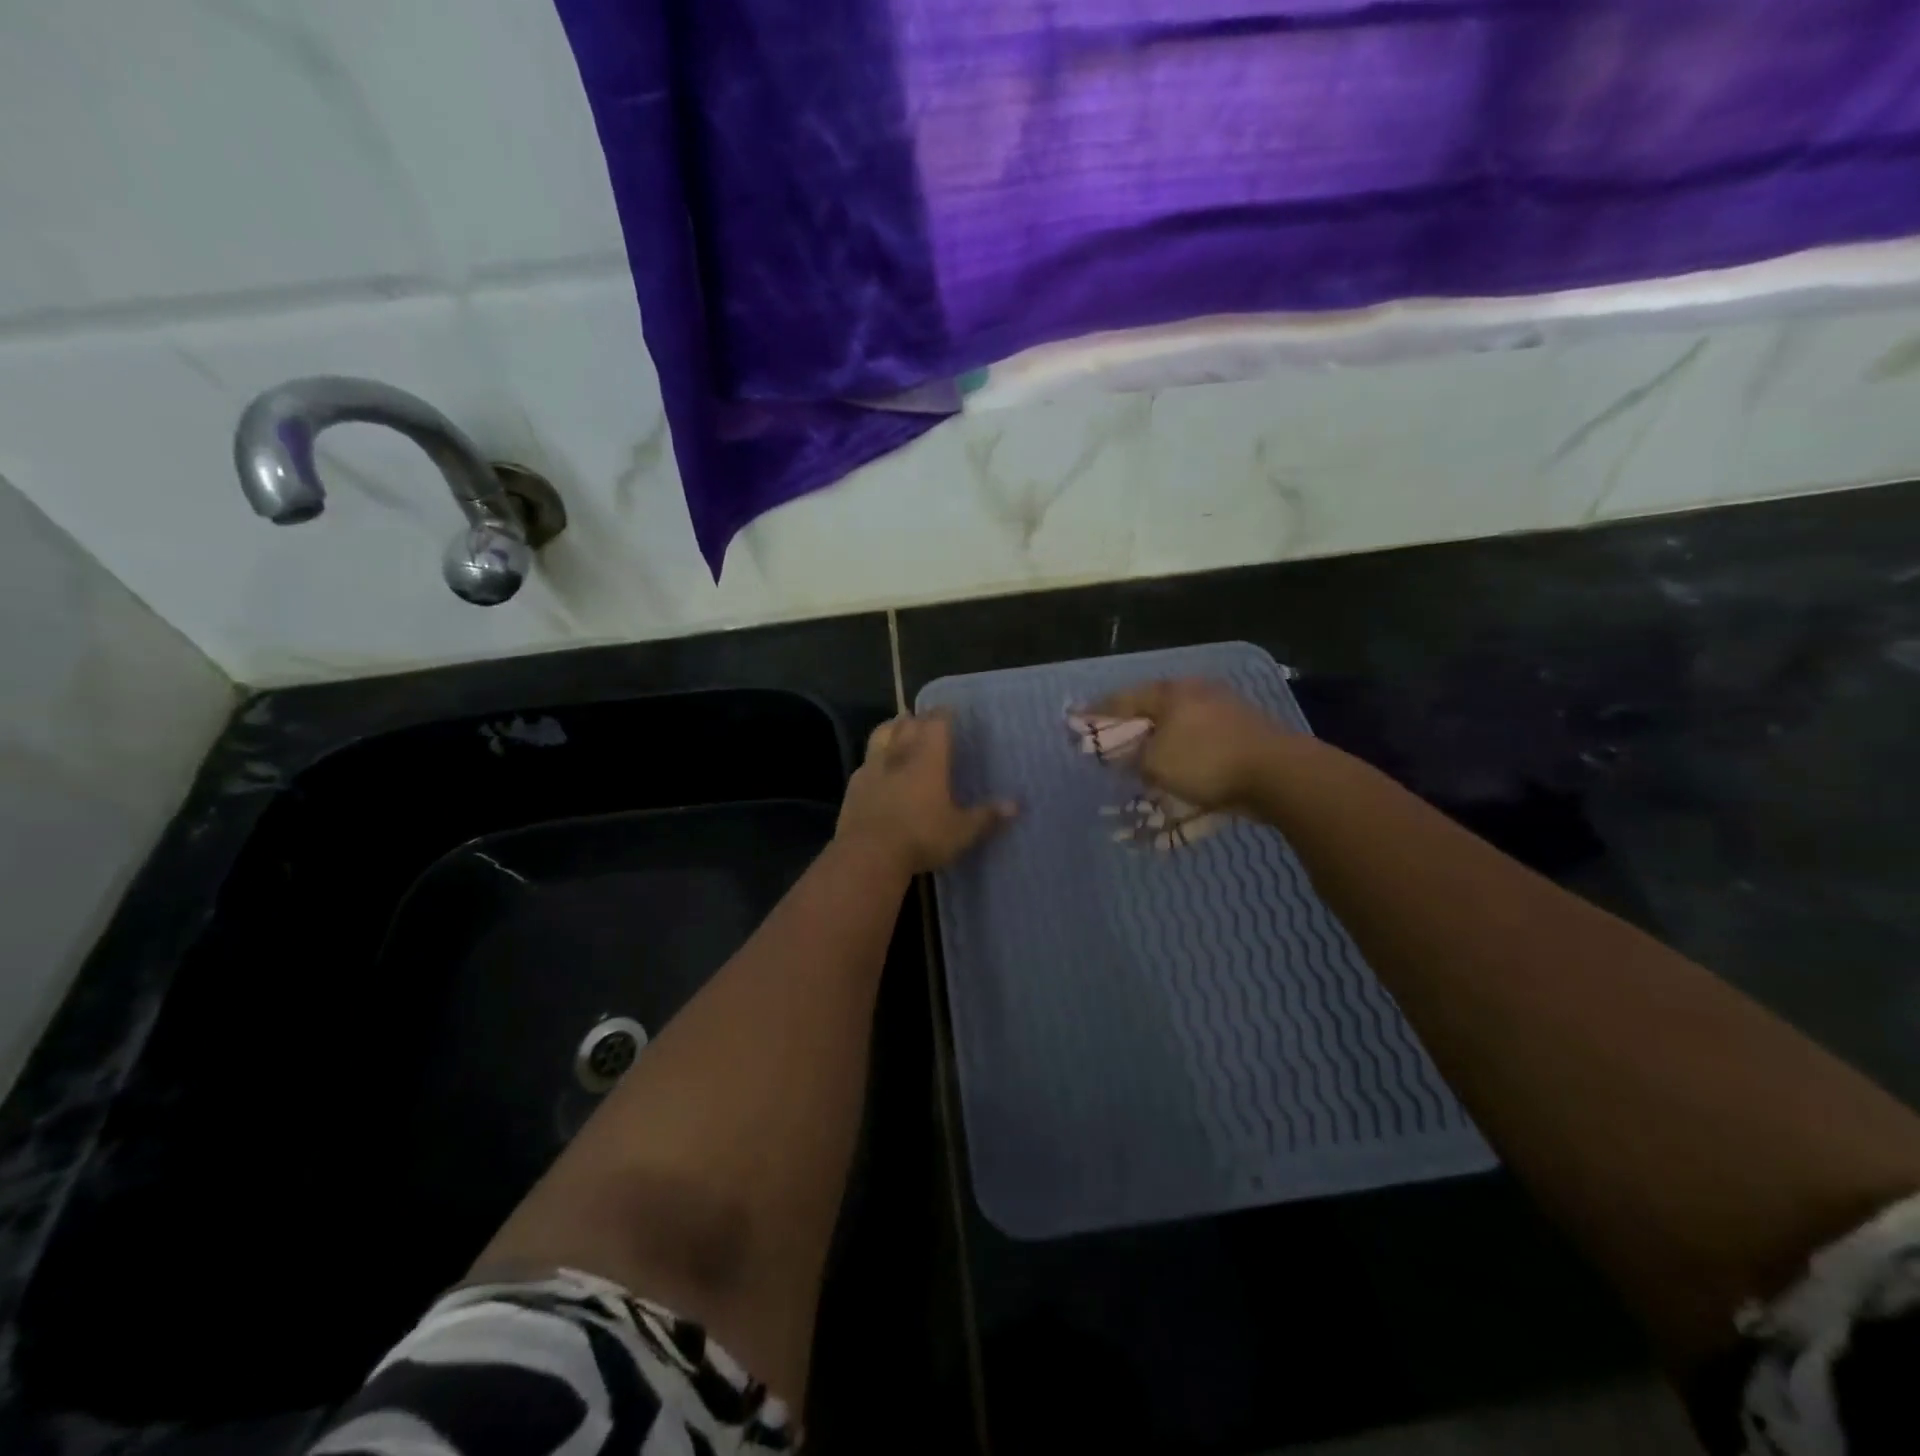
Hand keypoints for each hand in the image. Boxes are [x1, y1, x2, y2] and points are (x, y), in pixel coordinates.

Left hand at [836, 710, 1014, 873]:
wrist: (868, 854)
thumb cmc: (921, 836)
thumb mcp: (961, 831)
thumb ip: (987, 817)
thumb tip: (1016, 806)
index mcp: (928, 758)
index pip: (937, 723)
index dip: (944, 714)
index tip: (950, 711)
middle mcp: (900, 754)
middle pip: (907, 723)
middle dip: (918, 718)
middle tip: (926, 719)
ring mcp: (873, 767)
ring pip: (881, 735)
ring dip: (891, 728)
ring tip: (899, 727)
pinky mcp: (853, 785)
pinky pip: (866, 762)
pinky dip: (874, 757)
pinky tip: (877, 766)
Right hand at [1090, 678, 1295, 812]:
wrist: (1277, 772)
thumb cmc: (1206, 761)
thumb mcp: (1155, 764)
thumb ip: (1132, 757)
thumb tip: (1125, 755)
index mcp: (1169, 692)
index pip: (1122, 699)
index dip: (1097, 711)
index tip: (1076, 717)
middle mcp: (1195, 691)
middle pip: (1152, 706)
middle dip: (1131, 722)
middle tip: (1112, 734)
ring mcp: (1223, 707)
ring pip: (1179, 721)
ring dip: (1160, 736)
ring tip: (1145, 752)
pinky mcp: (1243, 728)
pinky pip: (1201, 736)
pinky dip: (1184, 747)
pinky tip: (1181, 761)